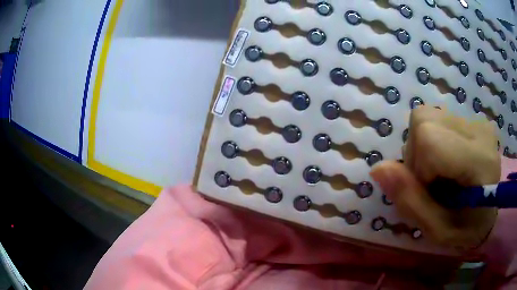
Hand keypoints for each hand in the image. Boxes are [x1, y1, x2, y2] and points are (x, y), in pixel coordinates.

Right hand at [370, 106, 499, 250]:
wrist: (490, 214)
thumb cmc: (467, 230)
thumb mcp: (437, 231)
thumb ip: (411, 202)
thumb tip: (378, 169)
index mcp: (478, 160)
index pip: (429, 138)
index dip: (417, 166)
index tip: (428, 191)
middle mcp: (478, 129)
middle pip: (424, 120)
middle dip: (416, 155)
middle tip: (431, 184)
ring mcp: (476, 120)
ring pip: (426, 117)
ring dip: (422, 149)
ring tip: (438, 174)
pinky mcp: (471, 119)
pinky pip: (436, 119)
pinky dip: (430, 143)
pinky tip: (445, 163)